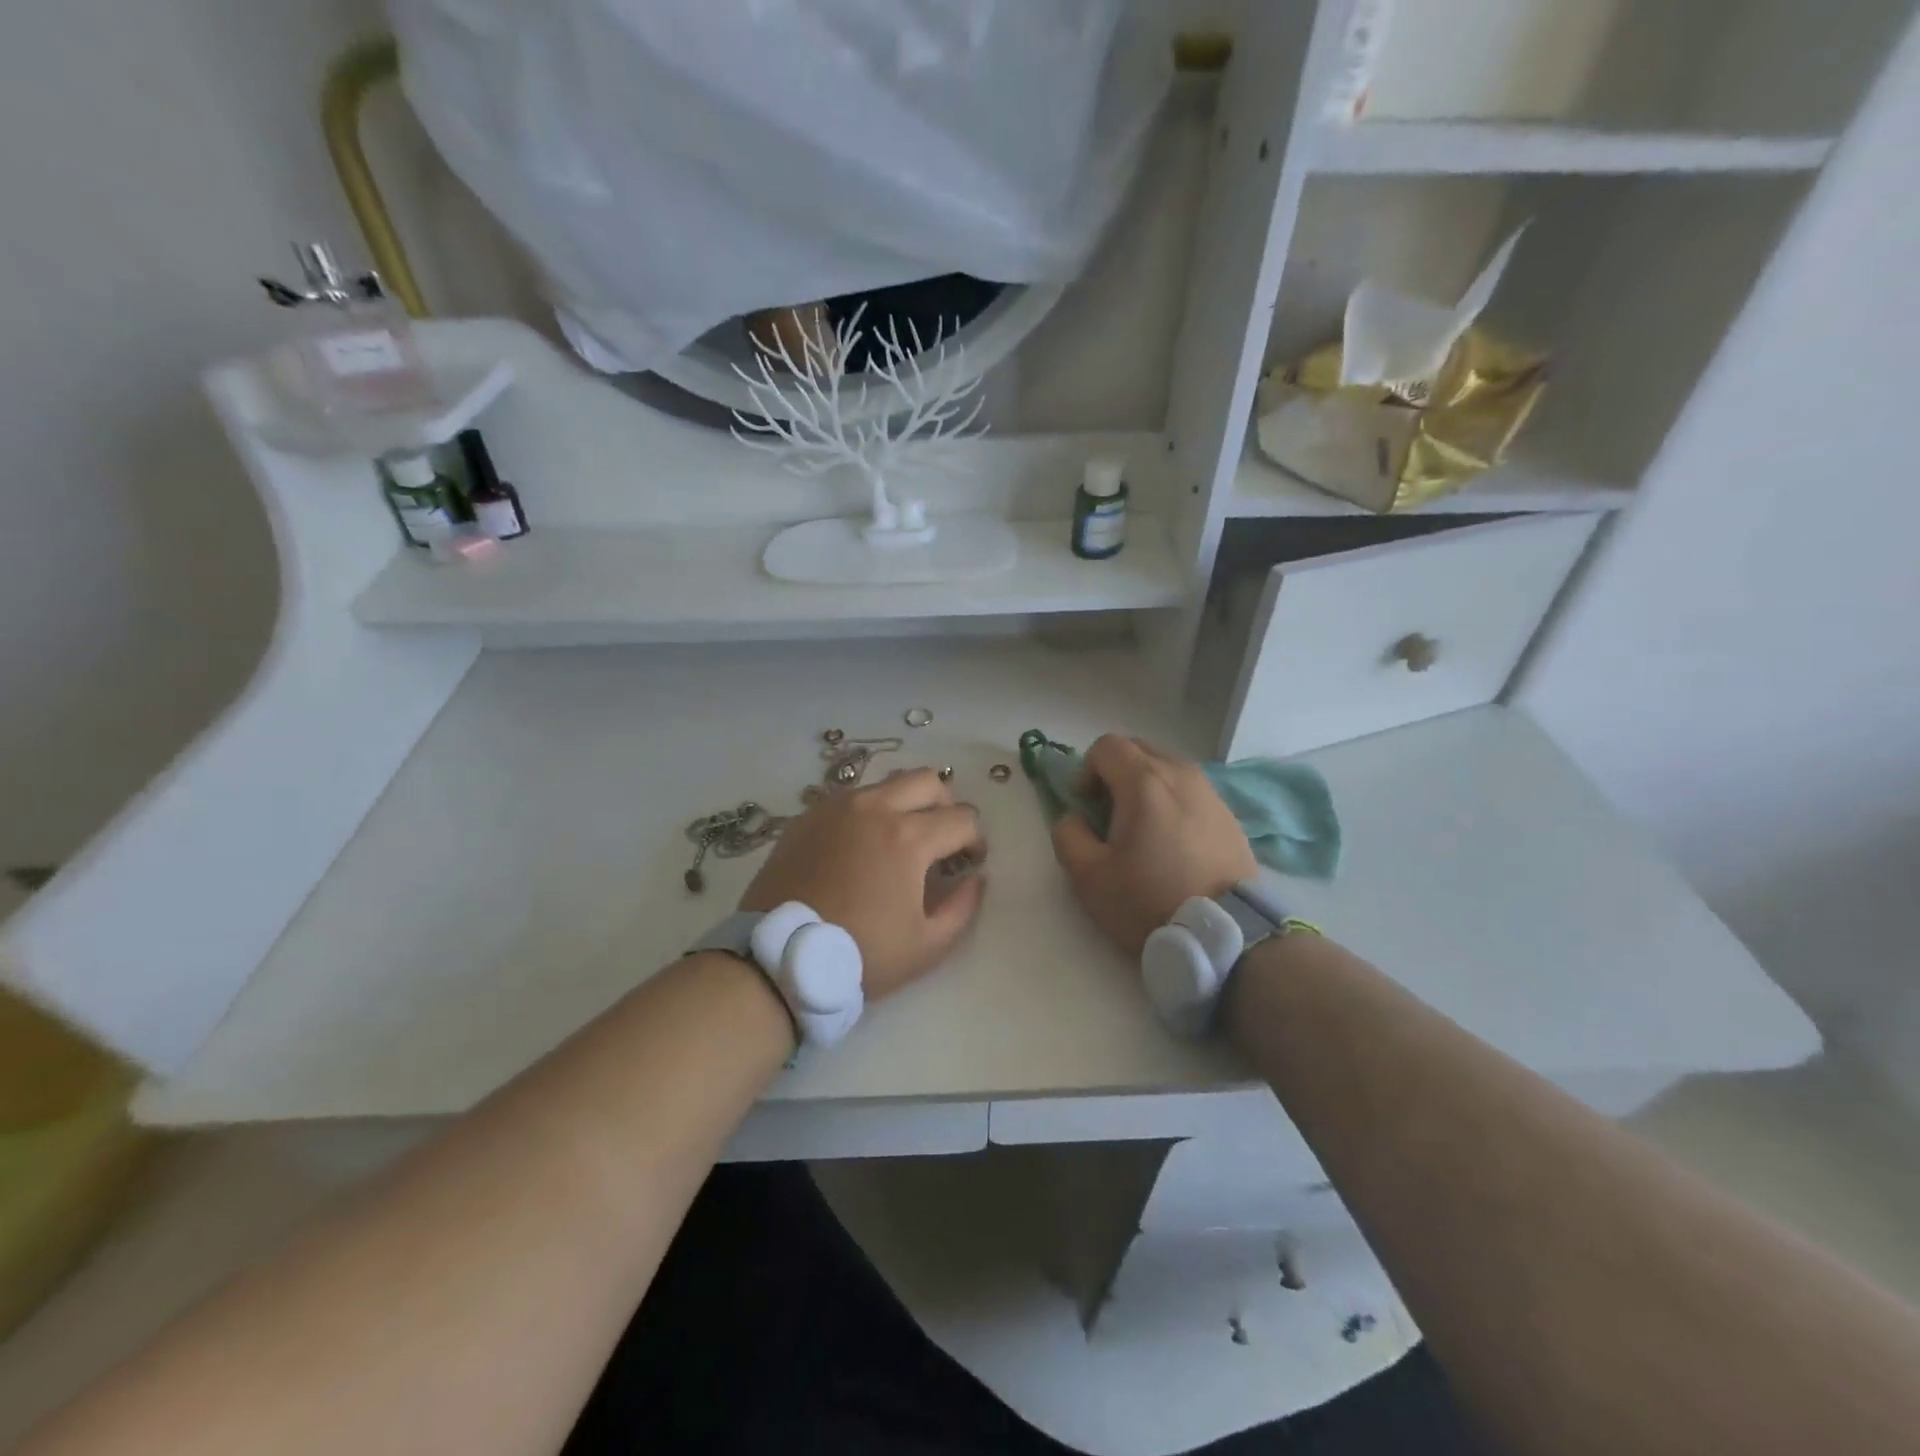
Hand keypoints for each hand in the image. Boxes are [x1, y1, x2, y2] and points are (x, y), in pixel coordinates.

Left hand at [741, 769, 986, 999]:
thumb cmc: (860, 954)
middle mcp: (875, 808)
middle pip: (928, 781)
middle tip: (940, 839)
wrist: (780, 958)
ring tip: (900, 838)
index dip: (975, 840)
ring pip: (888, 782)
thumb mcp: (926, 946)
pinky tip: (861, 844)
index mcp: (909, 837)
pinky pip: (851, 797)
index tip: (969, 862)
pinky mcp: (809, 815)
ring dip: (906, 802)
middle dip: (946, 806)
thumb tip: (974, 878)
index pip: (963, 818)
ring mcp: (837, 807)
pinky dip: (868, 811)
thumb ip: (962, 908)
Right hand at [1051, 735, 1256, 958]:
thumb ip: (1068, 835)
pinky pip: (1190, 791)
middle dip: (1116, 773)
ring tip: (1143, 830)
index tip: (1086, 806)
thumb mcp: (1089, 876)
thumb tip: (1075, 818)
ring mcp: (1210, 792)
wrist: (1225, 935)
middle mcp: (1180, 774)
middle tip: (1110, 814)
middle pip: (1138, 749)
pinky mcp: (1229, 815)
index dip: (1086, 770)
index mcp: (1144, 782)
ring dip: (1146, 786)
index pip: (1106, 746)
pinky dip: (1173, 802)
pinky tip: (1173, 843)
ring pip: (1167, 768)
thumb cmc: (1150, 901)